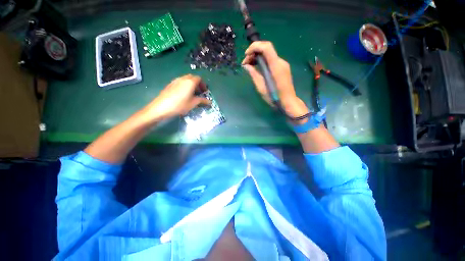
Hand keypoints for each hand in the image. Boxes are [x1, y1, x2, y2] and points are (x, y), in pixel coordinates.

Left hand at [141, 74, 210, 122]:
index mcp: (190, 82)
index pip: (199, 78)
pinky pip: (180, 82)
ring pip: (186, 79)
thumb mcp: (193, 103)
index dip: (203, 84)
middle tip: (199, 92)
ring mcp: (175, 80)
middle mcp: (183, 78)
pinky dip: (185, 86)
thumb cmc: (180, 105)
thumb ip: (202, 101)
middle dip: (197, 84)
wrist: (161, 107)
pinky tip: (183, 95)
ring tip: (192, 94)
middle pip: (192, 77)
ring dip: (191, 85)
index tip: (204, 92)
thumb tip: (210, 102)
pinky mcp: (170, 84)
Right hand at [242, 41, 308, 118]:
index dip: (255, 47)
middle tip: (245, 63)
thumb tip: (246, 66)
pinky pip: (271, 60)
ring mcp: (283, 64)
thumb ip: (254, 74)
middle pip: (267, 49)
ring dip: (258, 57)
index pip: (266, 47)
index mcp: (276, 66)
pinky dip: (263, 61)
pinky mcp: (282, 68)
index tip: (246, 55)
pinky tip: (257, 68)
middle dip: (254, 52)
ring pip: (268, 54)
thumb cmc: (274, 97)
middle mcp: (281, 62)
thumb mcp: (261, 87)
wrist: (288, 102)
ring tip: (249, 66)